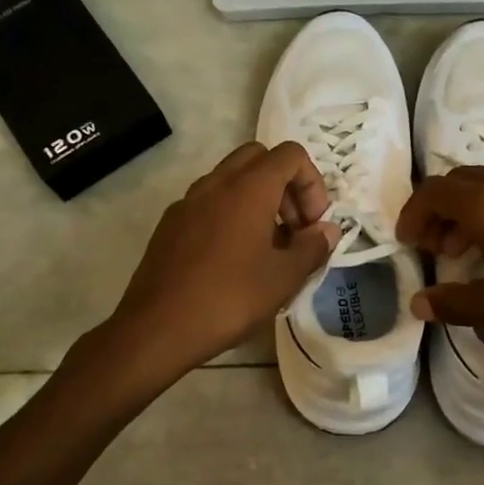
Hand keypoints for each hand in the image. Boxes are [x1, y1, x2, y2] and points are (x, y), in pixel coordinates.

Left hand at [109, 142, 338, 379]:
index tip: (312, 224)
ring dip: (258, 199)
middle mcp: (216, 183)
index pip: (291, 155)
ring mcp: (188, 201)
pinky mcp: (170, 224)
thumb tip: (327, 230)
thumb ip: (312, 247)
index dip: (312, 183)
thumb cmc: (229, 298)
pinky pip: (209, 202)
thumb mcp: (284, 278)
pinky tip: (234, 259)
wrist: (156, 329)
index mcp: (248, 188)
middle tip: (293, 228)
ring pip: (232, 178)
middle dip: (285, 185)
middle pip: (260, 158)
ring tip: (267, 247)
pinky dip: (231, 213)